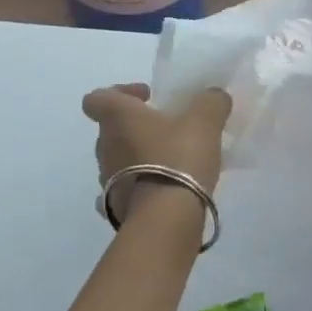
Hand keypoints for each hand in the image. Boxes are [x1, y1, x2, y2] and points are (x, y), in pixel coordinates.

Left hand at [82, 82, 231, 219]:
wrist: (166, 217)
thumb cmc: (178, 158)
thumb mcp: (204, 122)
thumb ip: (210, 102)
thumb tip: (213, 96)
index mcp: (117, 117)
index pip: (98, 98)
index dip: (120, 92)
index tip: (148, 98)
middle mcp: (104, 145)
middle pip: (112, 128)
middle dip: (137, 126)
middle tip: (168, 129)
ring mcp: (106, 178)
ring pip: (119, 158)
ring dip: (139, 156)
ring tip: (172, 162)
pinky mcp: (115, 205)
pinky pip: (125, 188)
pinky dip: (139, 185)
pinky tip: (161, 189)